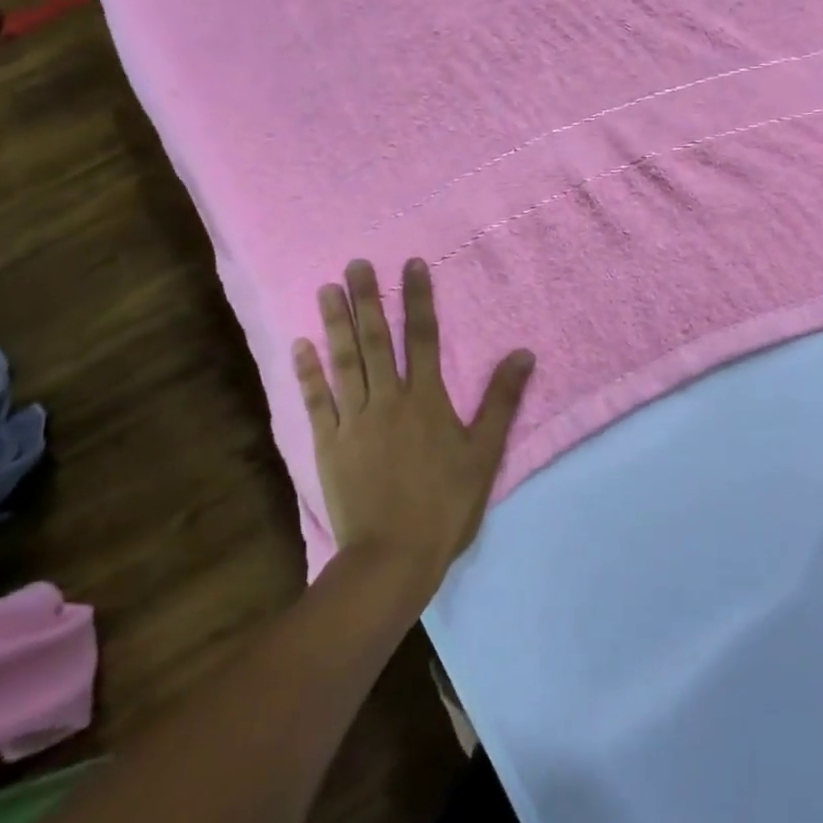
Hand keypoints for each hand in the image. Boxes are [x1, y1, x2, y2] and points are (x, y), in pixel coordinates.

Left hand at [294, 259, 534, 593]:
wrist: (392, 559)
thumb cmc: (445, 506)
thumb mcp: (485, 454)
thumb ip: (502, 402)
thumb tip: (523, 354)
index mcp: (426, 399)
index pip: (423, 336)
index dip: (418, 298)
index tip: (412, 264)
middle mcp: (388, 399)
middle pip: (376, 340)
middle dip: (367, 299)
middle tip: (355, 264)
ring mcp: (354, 421)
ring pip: (344, 362)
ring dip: (334, 324)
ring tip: (326, 290)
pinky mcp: (329, 444)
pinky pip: (317, 402)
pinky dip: (307, 373)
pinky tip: (299, 346)